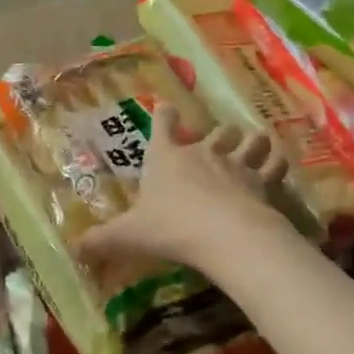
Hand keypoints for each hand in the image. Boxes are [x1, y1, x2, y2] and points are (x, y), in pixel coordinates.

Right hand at [81, 105, 293, 273]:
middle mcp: (202, 153)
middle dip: (219, 133)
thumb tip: (73, 248)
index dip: (165, 115)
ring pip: (249, 141)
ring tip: (256, 141)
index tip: (167, 105)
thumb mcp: (130, 235)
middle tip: (222, 137)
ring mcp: (235, 164)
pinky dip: (277, 162)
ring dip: (252, 141)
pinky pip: (274, 164)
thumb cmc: (171, 227)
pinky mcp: (262, 180)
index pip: (164, 126)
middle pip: (215, 132)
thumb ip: (102, 240)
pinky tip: (279, 163)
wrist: (223, 234)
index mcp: (167, 158)